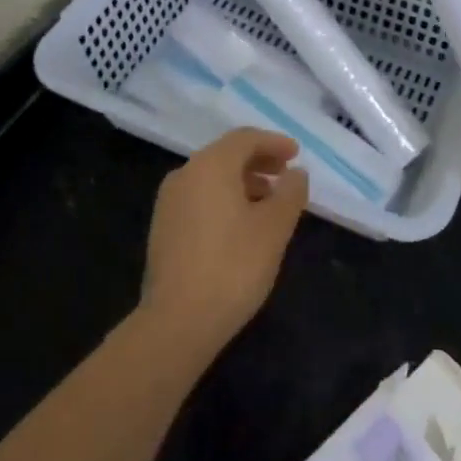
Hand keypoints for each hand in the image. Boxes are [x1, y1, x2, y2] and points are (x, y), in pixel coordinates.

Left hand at [140, 128, 308, 357]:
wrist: (177, 322)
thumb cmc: (233, 266)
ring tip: (269, 203)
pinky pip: (200, 198)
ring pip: (212, 177)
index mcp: (211, 165)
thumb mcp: (275, 227)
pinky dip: (225, 199)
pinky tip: (242, 225)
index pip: (246, 138)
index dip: (274, 143)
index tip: (297, 155)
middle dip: (259, 161)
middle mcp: (185, 174)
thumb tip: (296, 173)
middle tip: (286, 175)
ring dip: (243, 182)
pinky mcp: (163, 228)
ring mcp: (169, 202)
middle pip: (227, 155)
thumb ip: (290, 193)